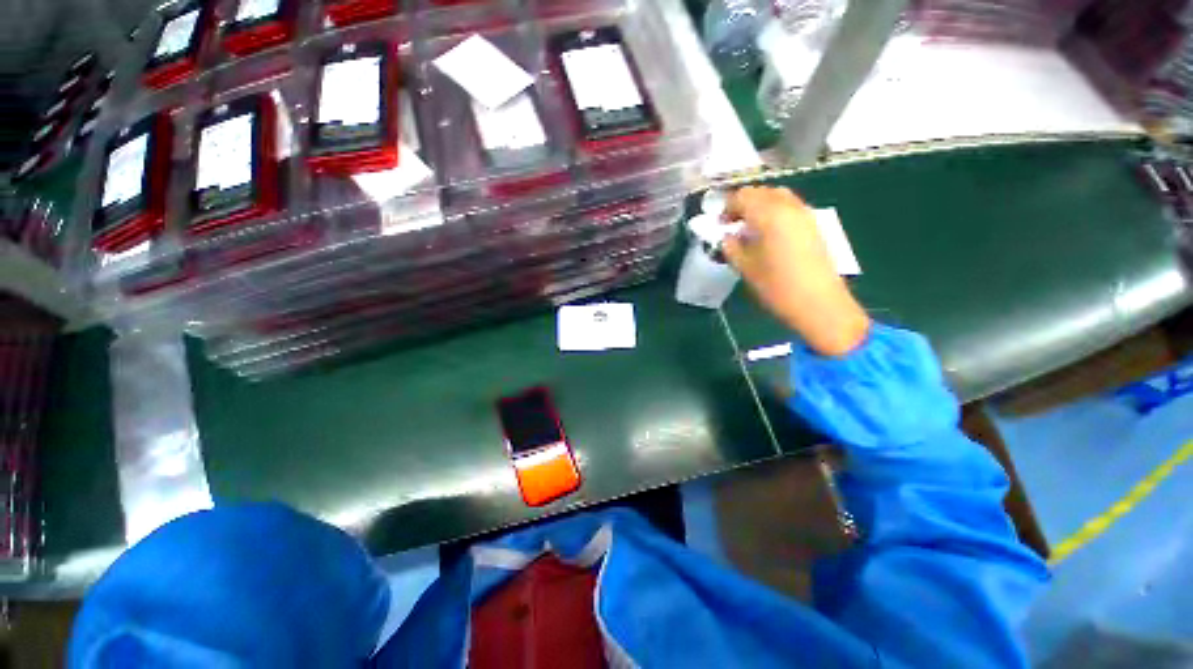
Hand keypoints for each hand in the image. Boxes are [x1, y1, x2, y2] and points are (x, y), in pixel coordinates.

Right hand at [723, 186, 869, 356]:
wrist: (819, 303)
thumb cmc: (777, 287)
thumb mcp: (746, 268)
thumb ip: (732, 248)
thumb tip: (727, 237)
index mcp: (769, 215)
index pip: (743, 197)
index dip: (727, 207)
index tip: (719, 224)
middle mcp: (789, 207)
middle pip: (762, 192)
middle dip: (743, 203)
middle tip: (731, 224)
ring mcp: (804, 215)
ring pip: (778, 197)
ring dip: (760, 206)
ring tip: (748, 228)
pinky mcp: (813, 226)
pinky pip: (790, 207)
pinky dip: (774, 212)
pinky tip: (767, 234)